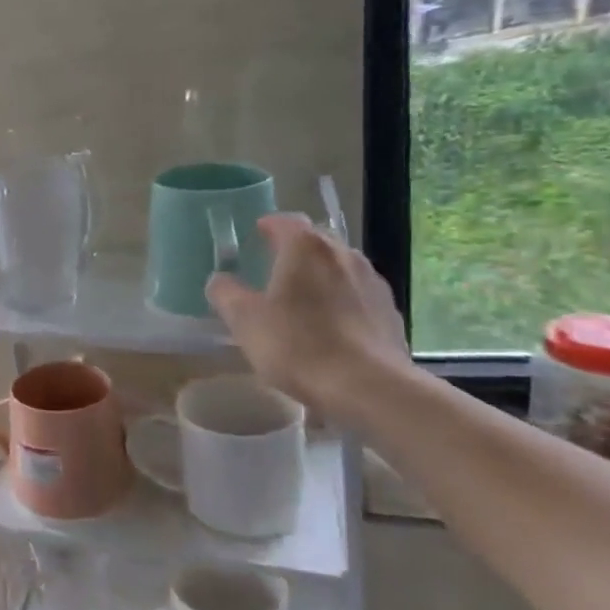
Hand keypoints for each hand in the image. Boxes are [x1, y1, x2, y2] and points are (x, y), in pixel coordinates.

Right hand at [205, 214, 407, 410]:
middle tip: (274, 269)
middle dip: (295, 250)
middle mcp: (343, 254)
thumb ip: (225, 293)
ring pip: (339, 268)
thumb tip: (220, 280)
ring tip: (303, 301)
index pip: (286, 221)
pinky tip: (332, 328)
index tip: (256, 236)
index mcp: (305, 247)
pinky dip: (342, 302)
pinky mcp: (390, 312)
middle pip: (315, 241)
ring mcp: (372, 282)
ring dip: (320, 276)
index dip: (268, 226)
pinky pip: (358, 296)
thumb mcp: (244, 320)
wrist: (369, 388)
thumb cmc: (298, 345)